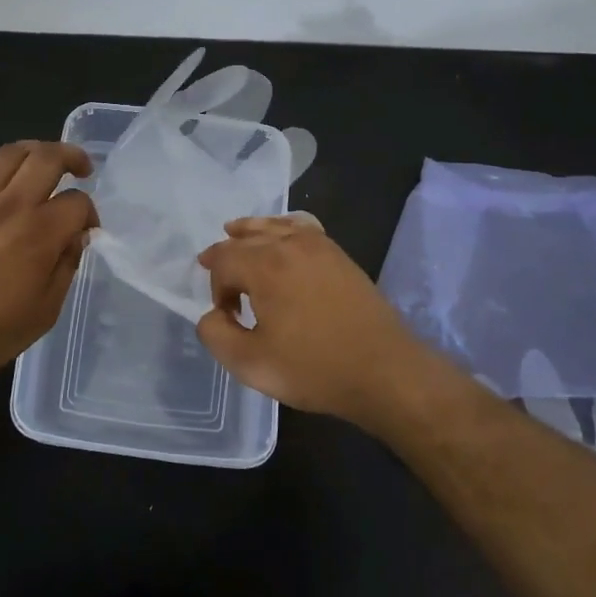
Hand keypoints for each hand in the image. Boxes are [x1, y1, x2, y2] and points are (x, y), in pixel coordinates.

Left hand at [0, 141, 97, 385]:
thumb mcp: (44, 312)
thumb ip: (66, 267)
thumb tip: (76, 237)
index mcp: (38, 234)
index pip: (77, 202)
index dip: (89, 213)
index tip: (87, 230)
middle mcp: (10, 206)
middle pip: (47, 157)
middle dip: (72, 157)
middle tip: (82, 169)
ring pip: (11, 152)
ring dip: (36, 151)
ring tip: (45, 163)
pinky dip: (0, 169)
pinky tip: (5, 185)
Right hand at [196, 214, 438, 429]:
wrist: (384, 370)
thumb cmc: (314, 368)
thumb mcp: (251, 365)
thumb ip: (217, 335)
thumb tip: (211, 315)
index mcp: (264, 266)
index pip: (223, 259)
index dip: (215, 286)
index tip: (226, 316)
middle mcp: (289, 244)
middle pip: (245, 237)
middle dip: (226, 255)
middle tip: (216, 272)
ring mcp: (318, 245)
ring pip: (273, 225)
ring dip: (250, 232)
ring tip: (236, 232)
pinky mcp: (339, 254)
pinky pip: (302, 226)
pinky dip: (283, 227)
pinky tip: (283, 237)